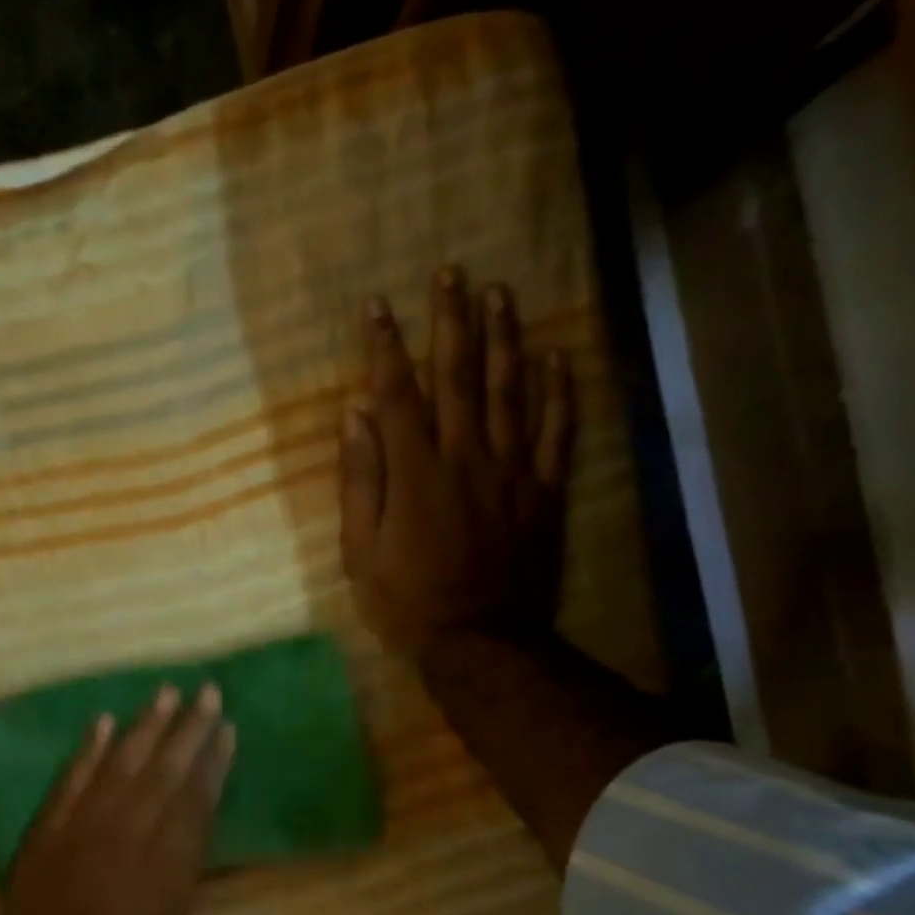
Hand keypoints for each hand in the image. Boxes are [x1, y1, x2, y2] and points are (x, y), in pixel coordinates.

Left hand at [0, 685, 235, 914]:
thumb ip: (180, 881)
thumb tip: (184, 840)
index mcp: (167, 869)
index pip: (196, 799)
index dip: (214, 761)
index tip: (226, 728)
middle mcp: (127, 838)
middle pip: (163, 772)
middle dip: (188, 729)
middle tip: (205, 692)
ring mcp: (80, 831)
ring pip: (117, 765)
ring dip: (142, 727)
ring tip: (164, 693)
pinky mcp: (44, 834)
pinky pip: (68, 782)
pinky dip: (85, 751)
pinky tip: (102, 723)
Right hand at [339, 267, 574, 657]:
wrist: (479, 641)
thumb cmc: (407, 599)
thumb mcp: (360, 549)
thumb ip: (359, 480)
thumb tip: (354, 417)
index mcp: (415, 471)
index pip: (397, 394)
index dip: (385, 347)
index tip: (378, 305)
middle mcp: (465, 456)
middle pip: (459, 377)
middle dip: (452, 321)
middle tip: (452, 273)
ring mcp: (512, 471)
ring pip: (511, 391)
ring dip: (505, 338)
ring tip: (501, 294)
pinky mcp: (544, 492)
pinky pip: (557, 432)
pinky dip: (559, 392)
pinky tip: (558, 356)